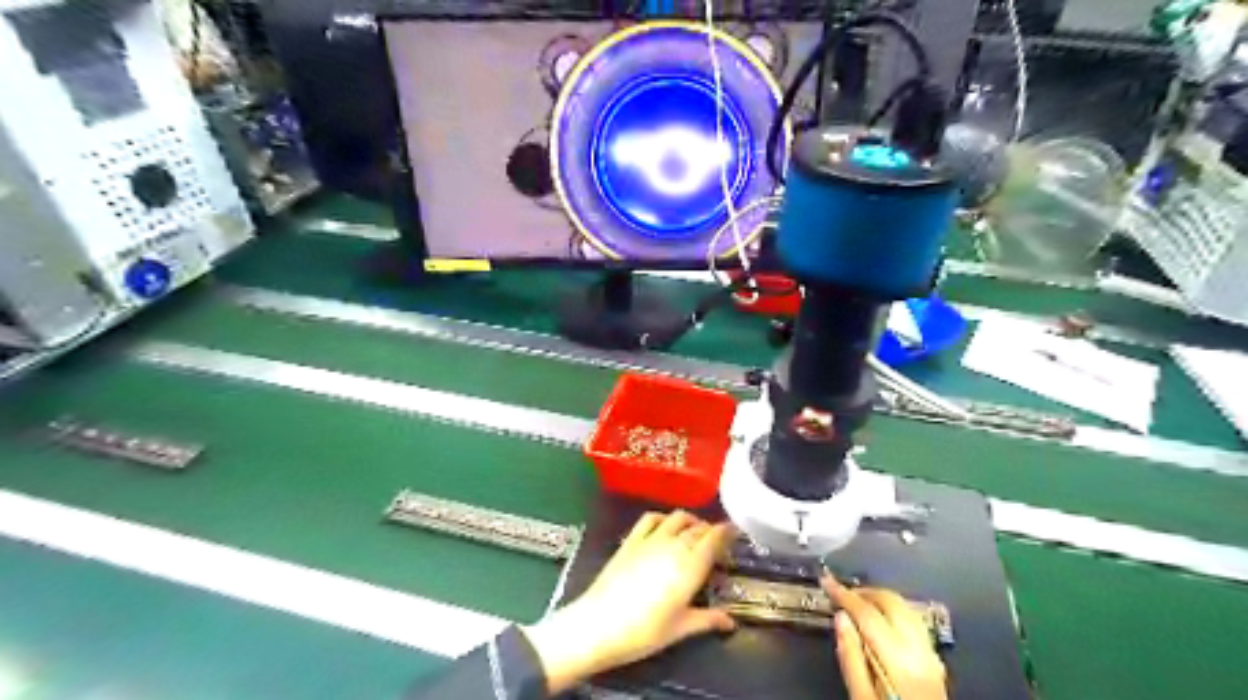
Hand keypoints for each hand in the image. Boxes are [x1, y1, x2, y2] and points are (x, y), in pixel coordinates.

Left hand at [524, 511, 732, 690]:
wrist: (599, 624)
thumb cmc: (644, 632)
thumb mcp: (680, 629)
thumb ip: (708, 620)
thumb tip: (730, 622)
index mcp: (691, 567)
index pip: (714, 538)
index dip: (727, 532)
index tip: (735, 532)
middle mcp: (674, 546)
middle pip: (698, 528)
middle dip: (711, 531)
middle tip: (717, 544)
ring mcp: (651, 539)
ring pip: (677, 518)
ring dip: (690, 521)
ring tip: (695, 532)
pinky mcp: (631, 540)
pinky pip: (651, 518)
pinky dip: (664, 517)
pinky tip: (666, 526)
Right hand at [827, 573, 951, 698]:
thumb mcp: (861, 697)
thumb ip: (850, 657)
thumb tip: (841, 618)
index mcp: (898, 661)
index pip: (867, 613)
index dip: (844, 593)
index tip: (826, 581)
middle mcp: (920, 652)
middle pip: (891, 603)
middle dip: (864, 592)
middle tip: (841, 592)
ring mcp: (932, 656)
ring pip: (907, 608)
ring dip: (881, 599)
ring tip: (858, 603)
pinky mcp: (936, 663)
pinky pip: (915, 623)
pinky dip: (895, 612)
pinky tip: (883, 620)